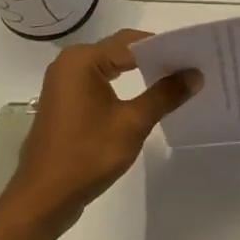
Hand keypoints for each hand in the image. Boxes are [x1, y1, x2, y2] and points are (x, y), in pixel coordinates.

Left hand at [0, 29, 201, 235]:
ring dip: (142, 71)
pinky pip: (102, 82)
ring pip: (112, 66)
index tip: (196, 55)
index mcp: (82, 60)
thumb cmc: (86, 155)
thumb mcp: (132, 123)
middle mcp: (70, 63)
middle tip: (192, 66)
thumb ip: (165, 95)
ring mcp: (65, 83)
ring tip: (177, 80)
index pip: (133, 41)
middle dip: (156, 57)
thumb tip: (195, 74)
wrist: (43, 198)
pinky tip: (149, 97)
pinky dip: (126, 85)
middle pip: (121, 50)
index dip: (166, 47)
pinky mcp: (67, 102)